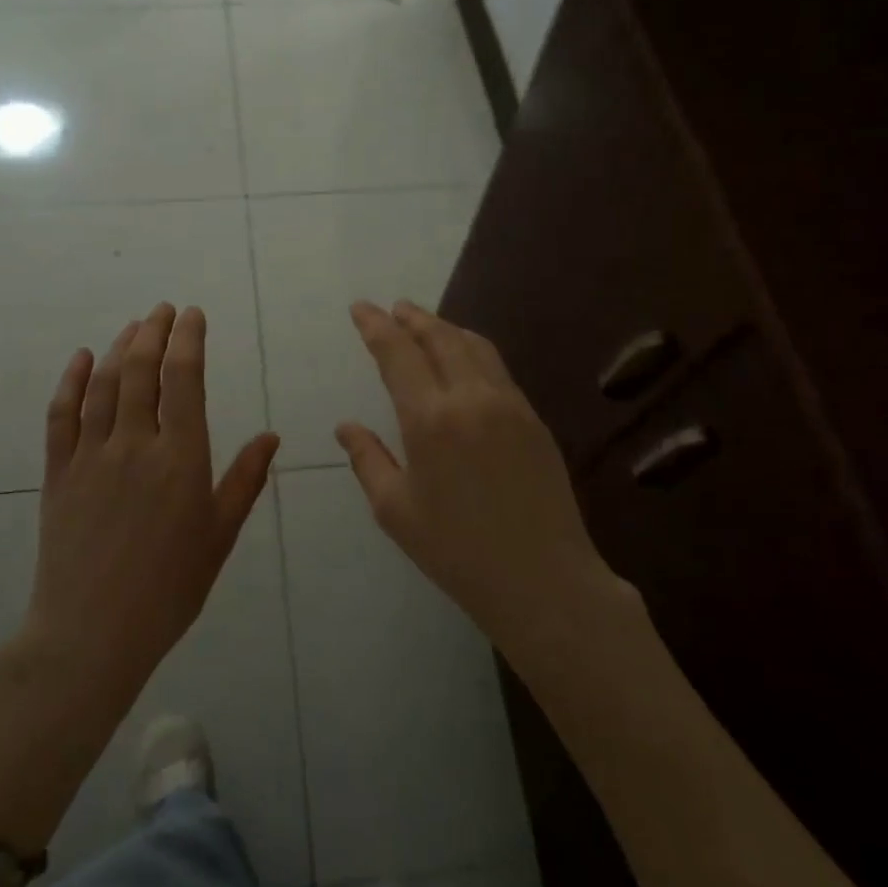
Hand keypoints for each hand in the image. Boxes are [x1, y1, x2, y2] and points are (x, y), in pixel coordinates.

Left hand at [25, 303, 279, 700]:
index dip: (188, 340)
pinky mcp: (59, 472)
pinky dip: (72, 381)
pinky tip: (83, 358)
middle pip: (142, 370)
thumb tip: (271, 437)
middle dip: (154, 332)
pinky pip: (61, 415)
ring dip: (120, 348)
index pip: (184, 379)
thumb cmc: (169, 588)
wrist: (92, 632)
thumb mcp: (218, 536)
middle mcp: (134, 445)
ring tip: (134, 325)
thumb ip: (244, 481)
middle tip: (164, 310)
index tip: (192, 315)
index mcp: (180, 458)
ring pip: (105, 385)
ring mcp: (91, 456)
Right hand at [337, 300, 610, 649]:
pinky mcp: (533, 420)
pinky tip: (465, 359)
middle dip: (413, 318)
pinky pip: (497, 368)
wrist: (542, 579)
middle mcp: (471, 399)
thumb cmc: (456, 551)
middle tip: (393, 308)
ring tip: (426, 323)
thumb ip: (367, 460)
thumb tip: (346, 427)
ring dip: (446, 328)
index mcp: (430, 420)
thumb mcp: (395, 510)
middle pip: (440, 338)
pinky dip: (473, 350)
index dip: (376, 326)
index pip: (398, 355)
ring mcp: (509, 405)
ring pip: (475, 347)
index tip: (361, 308)